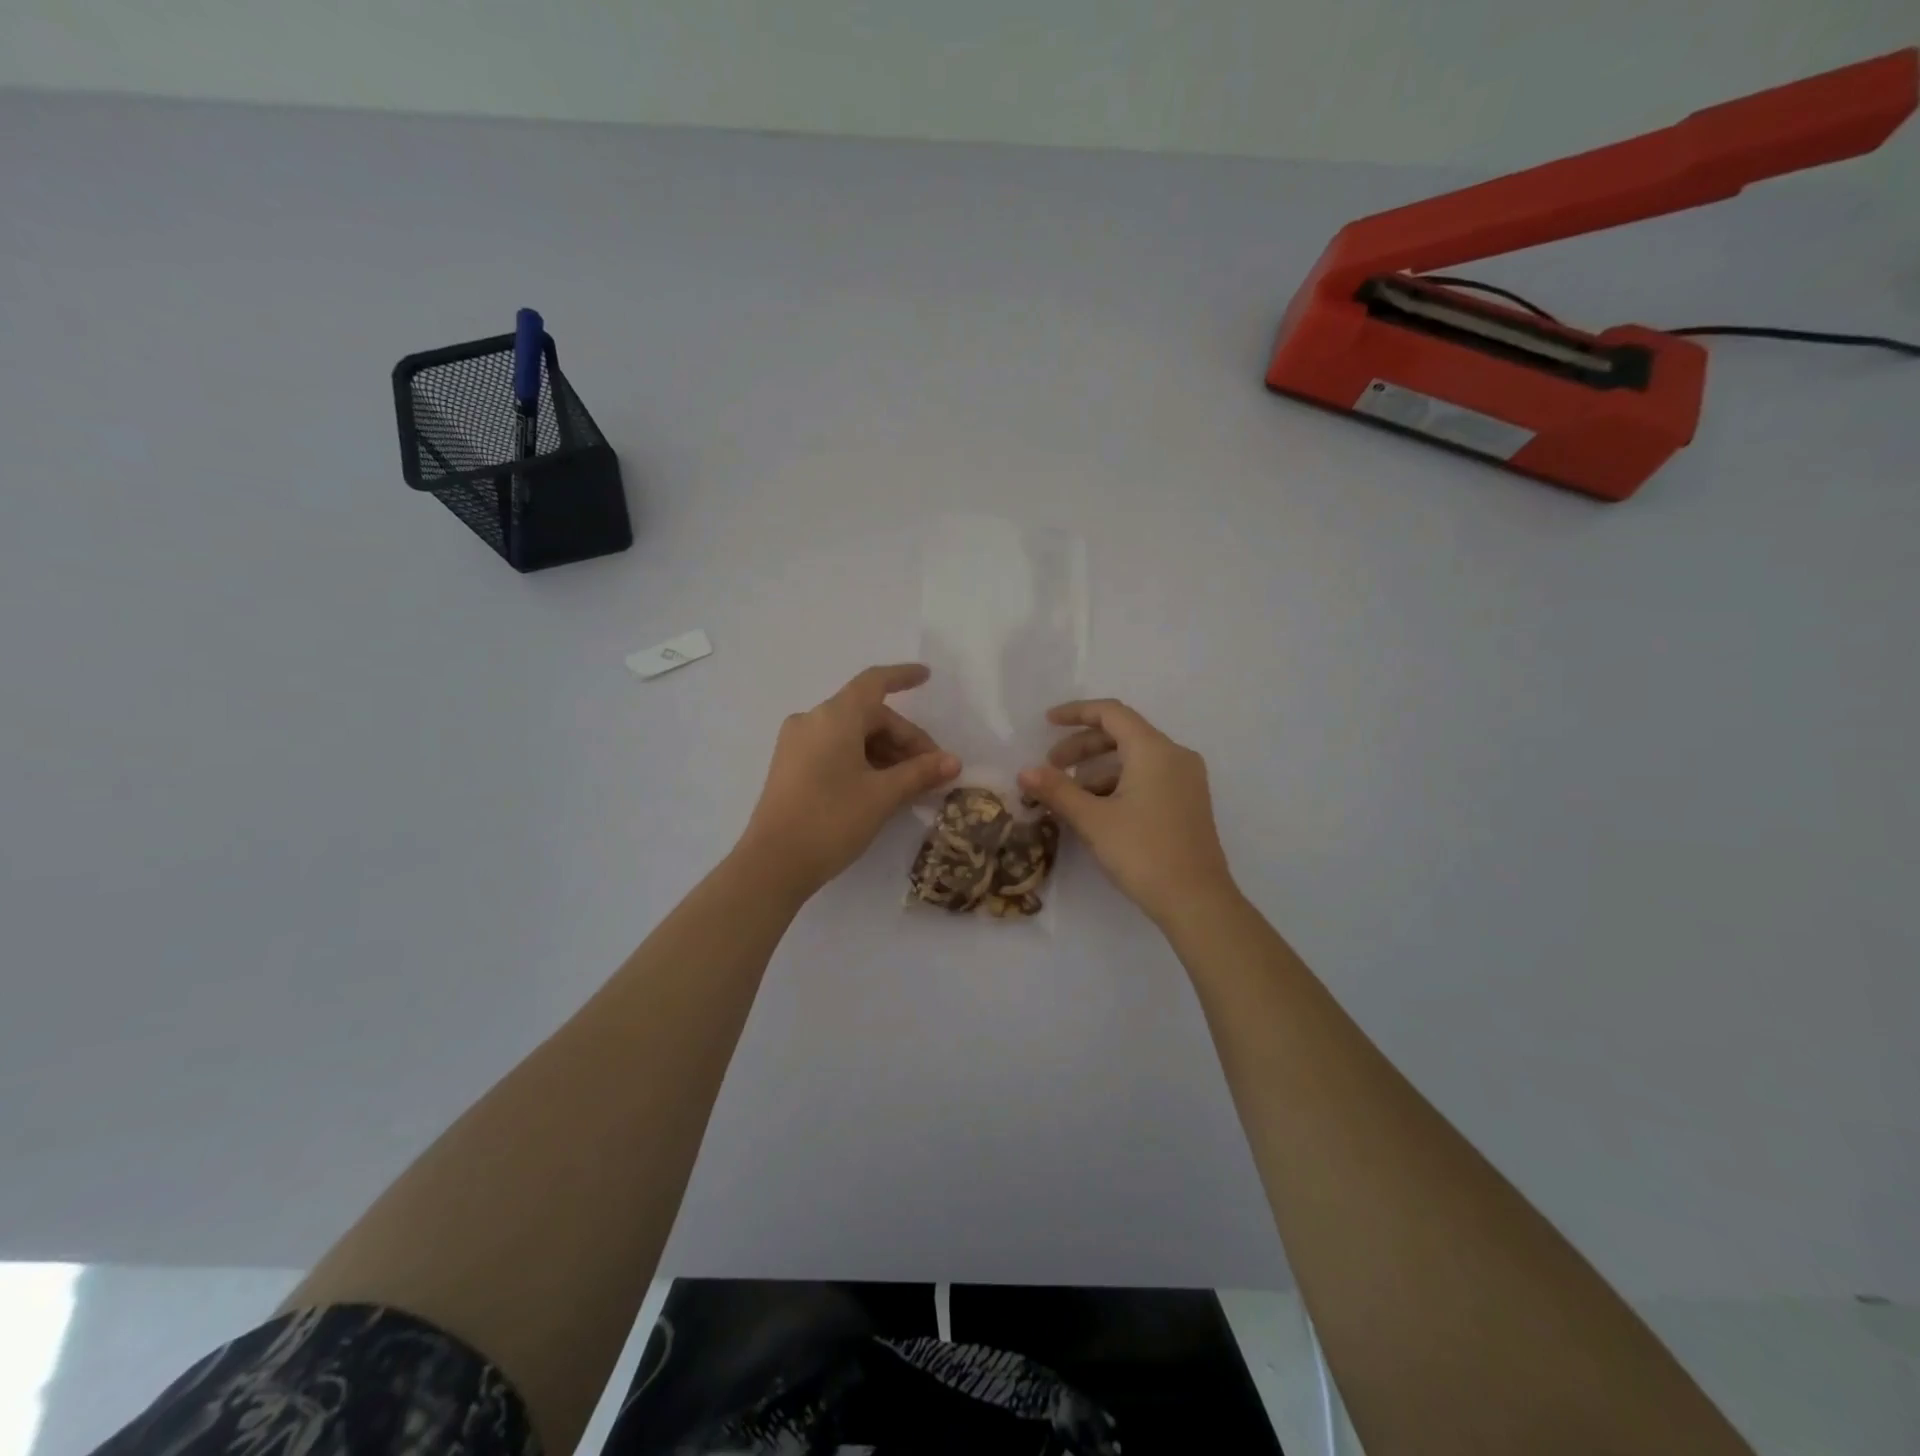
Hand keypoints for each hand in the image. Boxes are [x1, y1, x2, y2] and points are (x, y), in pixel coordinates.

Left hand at [739, 664, 959, 899]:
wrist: (772, 864)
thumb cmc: (831, 820)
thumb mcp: (883, 795)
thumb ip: (920, 773)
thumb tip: (953, 761)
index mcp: (835, 716)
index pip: (874, 682)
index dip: (903, 677)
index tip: (927, 677)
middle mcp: (812, 720)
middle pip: (868, 715)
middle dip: (904, 738)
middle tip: (931, 770)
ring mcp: (797, 743)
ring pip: (852, 734)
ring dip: (885, 753)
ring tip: (910, 785)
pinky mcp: (790, 766)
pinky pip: (834, 749)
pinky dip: (862, 760)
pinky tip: (881, 787)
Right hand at [1018, 699, 1236, 926]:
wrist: (1197, 901)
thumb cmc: (1143, 853)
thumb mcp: (1093, 820)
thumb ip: (1057, 791)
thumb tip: (1024, 772)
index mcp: (1154, 750)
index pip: (1111, 713)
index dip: (1076, 713)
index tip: (1046, 723)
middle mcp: (1175, 756)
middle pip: (1122, 734)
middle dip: (1082, 747)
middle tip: (1051, 767)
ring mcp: (1186, 780)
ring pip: (1134, 759)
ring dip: (1097, 770)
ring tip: (1068, 797)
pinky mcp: (1188, 802)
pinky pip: (1148, 777)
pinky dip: (1118, 784)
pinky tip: (1097, 811)